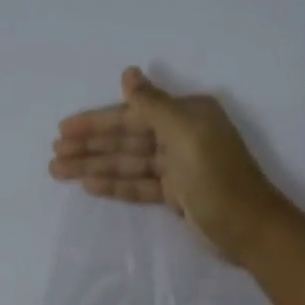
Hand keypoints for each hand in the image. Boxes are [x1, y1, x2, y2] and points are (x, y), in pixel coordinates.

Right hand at [49, 67, 288, 264]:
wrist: (250, 230)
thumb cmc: (218, 179)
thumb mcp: (186, 135)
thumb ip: (153, 105)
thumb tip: (128, 73)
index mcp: (187, 116)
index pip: (132, 115)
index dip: (96, 122)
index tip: (64, 129)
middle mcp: (181, 136)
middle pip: (126, 139)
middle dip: (90, 146)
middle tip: (54, 155)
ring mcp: (178, 167)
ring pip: (128, 163)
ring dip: (94, 166)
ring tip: (59, 171)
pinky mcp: (176, 195)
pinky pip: (139, 185)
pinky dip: (115, 184)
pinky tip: (89, 185)